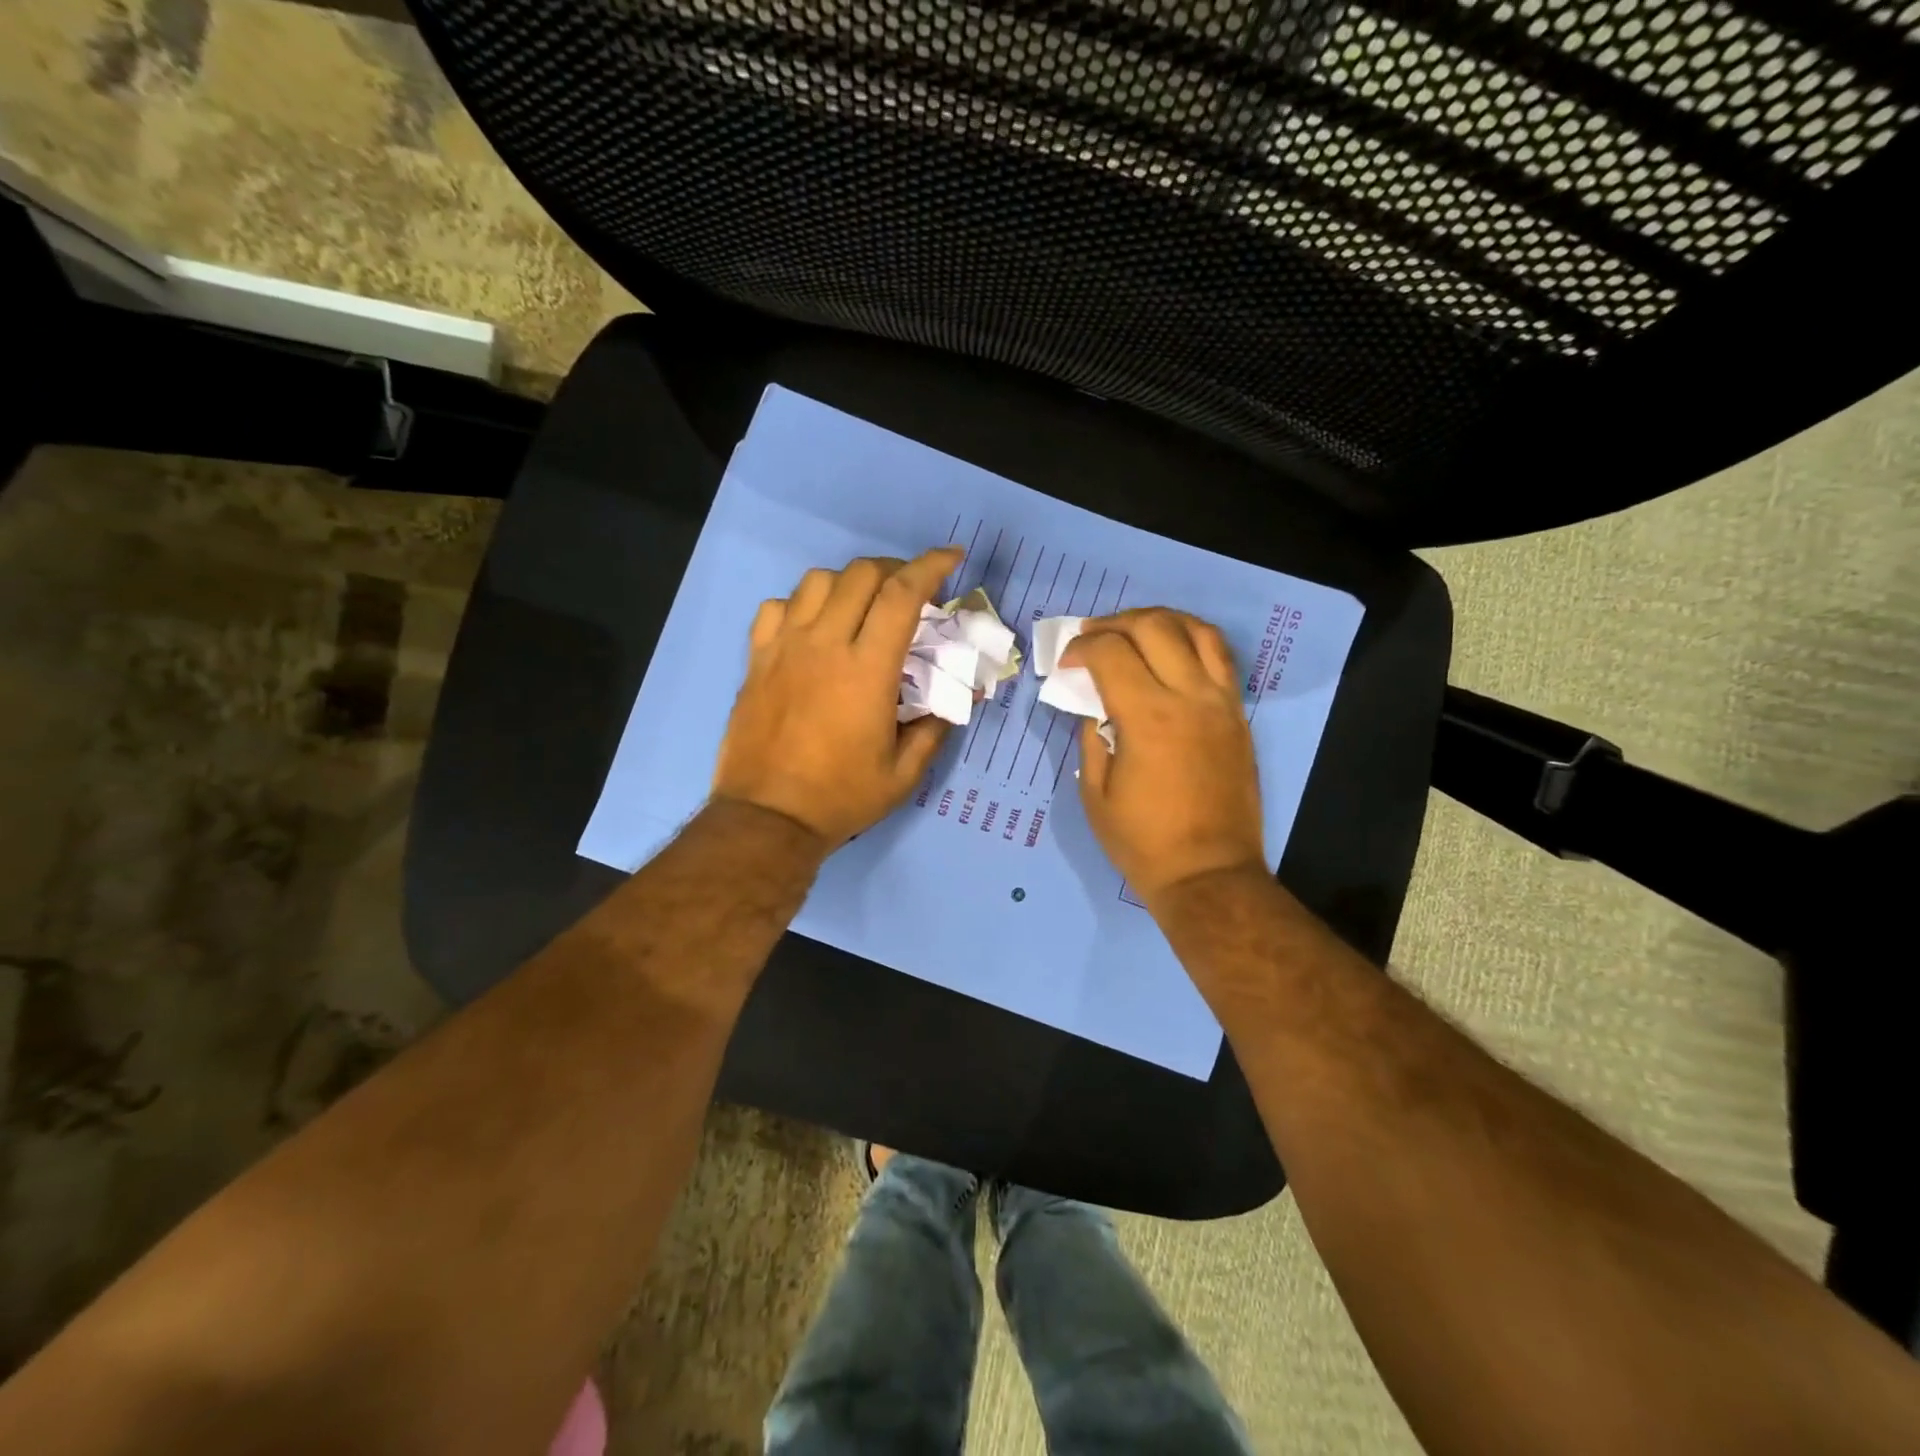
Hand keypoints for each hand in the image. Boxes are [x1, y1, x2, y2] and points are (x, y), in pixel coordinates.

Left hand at [713, 546, 961, 846]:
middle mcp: (824, 644)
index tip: (952, 557)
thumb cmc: (841, 797)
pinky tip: (812, 626)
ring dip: (849, 582)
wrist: (767, 818)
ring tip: (862, 605)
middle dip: (894, 569)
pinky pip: (776, 607)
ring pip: (817, 582)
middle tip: (910, 590)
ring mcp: (784, 648)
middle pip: (861, 574)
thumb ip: (936, 727)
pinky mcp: (757, 659)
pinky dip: (801, 604)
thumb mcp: (904, 773)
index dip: (931, 566)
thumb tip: (961, 696)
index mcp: (867, 669)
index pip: (903, 594)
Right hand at [1060, 608, 1265, 903]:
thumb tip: (1094, 705)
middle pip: (1154, 627)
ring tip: (1134, 630)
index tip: (1066, 663)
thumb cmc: (1142, 841)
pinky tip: (1172, 651)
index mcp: (1148, 717)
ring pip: (1197, 631)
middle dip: (1114, 623)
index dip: (1081, 649)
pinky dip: (1192, 640)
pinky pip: (1221, 658)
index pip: (1111, 653)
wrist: (1208, 874)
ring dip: (1160, 619)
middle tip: (1092, 638)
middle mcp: (1189, 697)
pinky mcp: (1238, 715)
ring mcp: (1221, 703)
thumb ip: (1091, 737)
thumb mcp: (1094, 792)